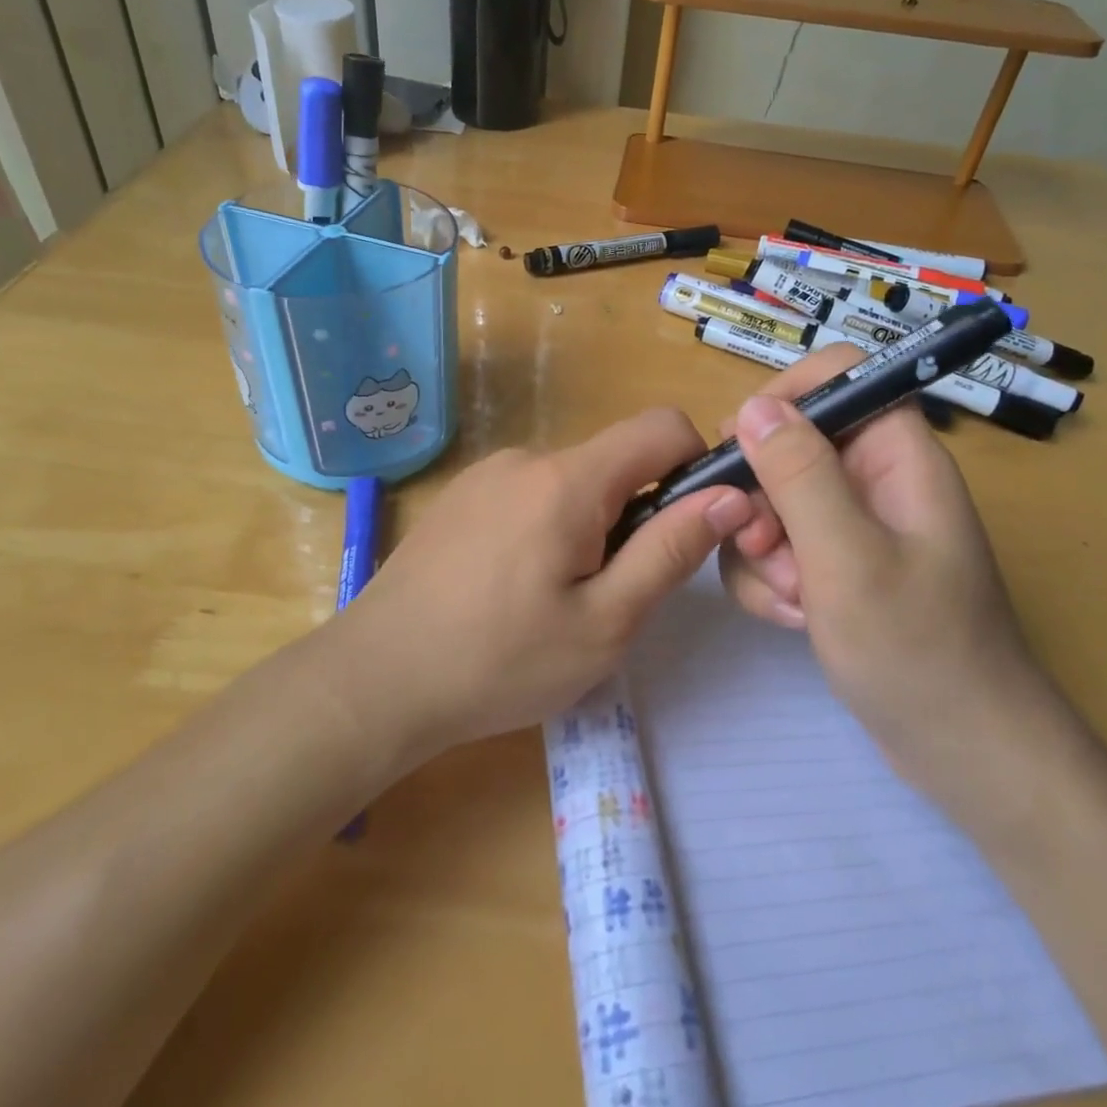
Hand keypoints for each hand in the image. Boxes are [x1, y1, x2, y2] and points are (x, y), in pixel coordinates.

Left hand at [337, 409, 754, 760]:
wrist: (375, 680)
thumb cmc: (500, 661)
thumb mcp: (605, 622)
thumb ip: (670, 550)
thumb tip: (730, 496)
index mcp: (568, 479)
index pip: (662, 426)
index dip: (696, 464)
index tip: (689, 526)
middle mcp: (525, 458)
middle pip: (614, 462)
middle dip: (633, 515)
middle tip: (609, 594)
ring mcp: (484, 475)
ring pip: (571, 483)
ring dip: (587, 527)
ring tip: (553, 601)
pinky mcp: (459, 498)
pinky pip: (528, 495)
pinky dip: (546, 529)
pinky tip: (511, 590)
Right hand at [717, 346, 1060, 811]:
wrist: (964, 752)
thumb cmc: (917, 649)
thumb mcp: (847, 557)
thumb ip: (799, 475)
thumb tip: (751, 407)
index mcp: (897, 456)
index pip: (839, 377)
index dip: (785, 397)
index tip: (740, 447)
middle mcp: (875, 480)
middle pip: (791, 445)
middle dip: (762, 498)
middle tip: (763, 546)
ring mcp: (855, 527)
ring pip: (774, 502)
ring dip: (763, 550)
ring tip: (791, 600)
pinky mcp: (837, 567)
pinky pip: (780, 548)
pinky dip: (772, 581)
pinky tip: (794, 620)